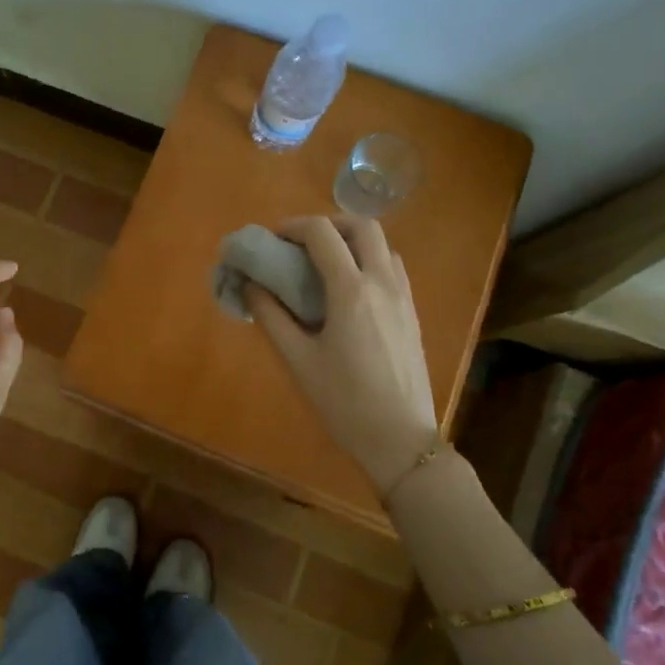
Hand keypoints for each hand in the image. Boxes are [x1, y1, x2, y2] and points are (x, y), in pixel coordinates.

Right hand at [245, 216, 439, 500]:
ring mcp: (404, 297)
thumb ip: (271, 316)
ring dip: (351, 241)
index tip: (273, 239)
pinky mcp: (413, 313)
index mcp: (351, 291)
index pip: (322, 234)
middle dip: (328, 224)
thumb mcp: (298, 360)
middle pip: (363, 225)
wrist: (400, 439)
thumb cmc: (343, 401)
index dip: (293, 226)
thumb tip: (250, 285)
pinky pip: (393, 268)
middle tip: (302, 245)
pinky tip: (349, 291)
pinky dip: (368, 261)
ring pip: (382, 245)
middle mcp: (383, 283)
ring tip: (324, 266)